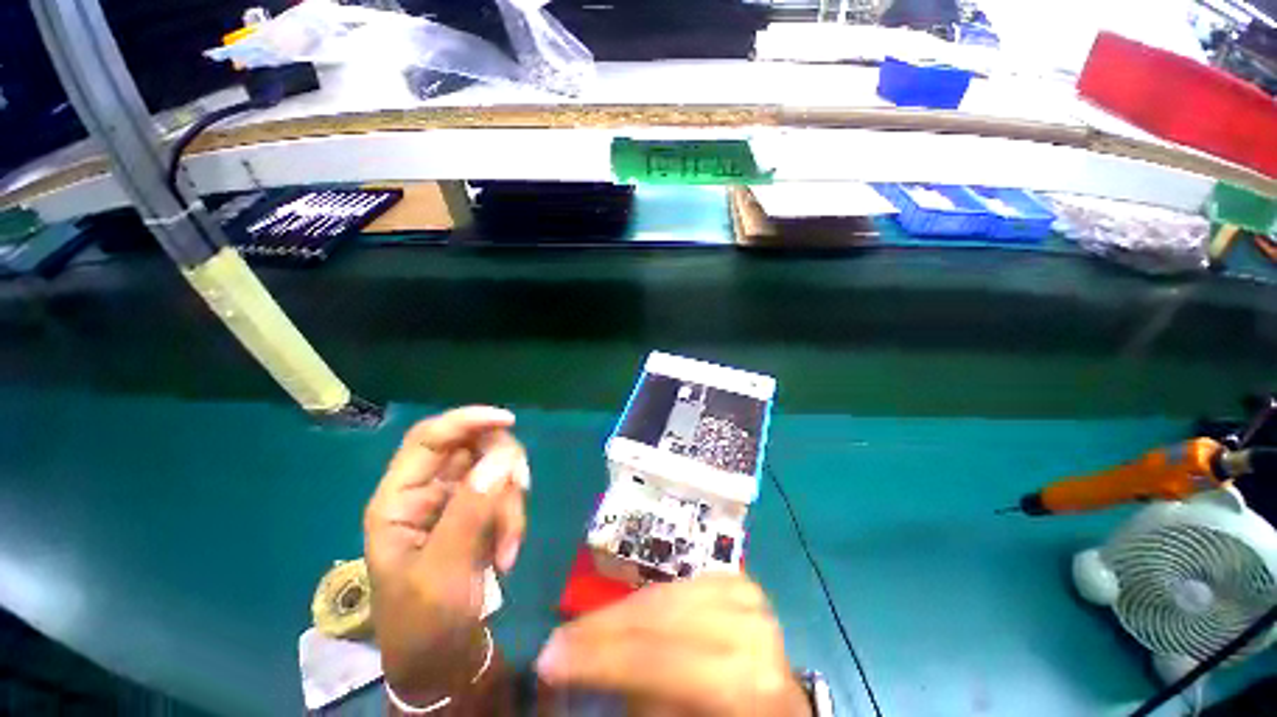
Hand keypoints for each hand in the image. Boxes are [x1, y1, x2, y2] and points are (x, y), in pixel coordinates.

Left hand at [363, 406, 528, 706]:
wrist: (442, 661)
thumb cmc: (425, 622)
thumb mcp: (444, 570)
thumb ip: (471, 510)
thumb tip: (503, 457)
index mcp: (399, 499)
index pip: (429, 438)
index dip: (467, 420)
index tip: (508, 421)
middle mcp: (427, 491)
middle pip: (473, 447)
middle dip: (502, 468)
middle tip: (521, 492)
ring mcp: (455, 501)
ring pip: (497, 470)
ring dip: (512, 501)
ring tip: (510, 546)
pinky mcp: (477, 513)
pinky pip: (506, 494)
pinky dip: (515, 517)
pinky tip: (508, 551)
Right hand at [535, 575, 811, 716]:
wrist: (776, 708)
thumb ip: (641, 695)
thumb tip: (587, 667)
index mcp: (747, 682)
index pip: (661, 660)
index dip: (602, 658)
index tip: (550, 659)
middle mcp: (752, 631)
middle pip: (662, 616)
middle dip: (604, 628)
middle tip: (559, 641)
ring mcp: (750, 599)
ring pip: (669, 594)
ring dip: (624, 612)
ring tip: (588, 630)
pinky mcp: (741, 585)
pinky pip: (683, 582)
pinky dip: (653, 597)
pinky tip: (632, 611)